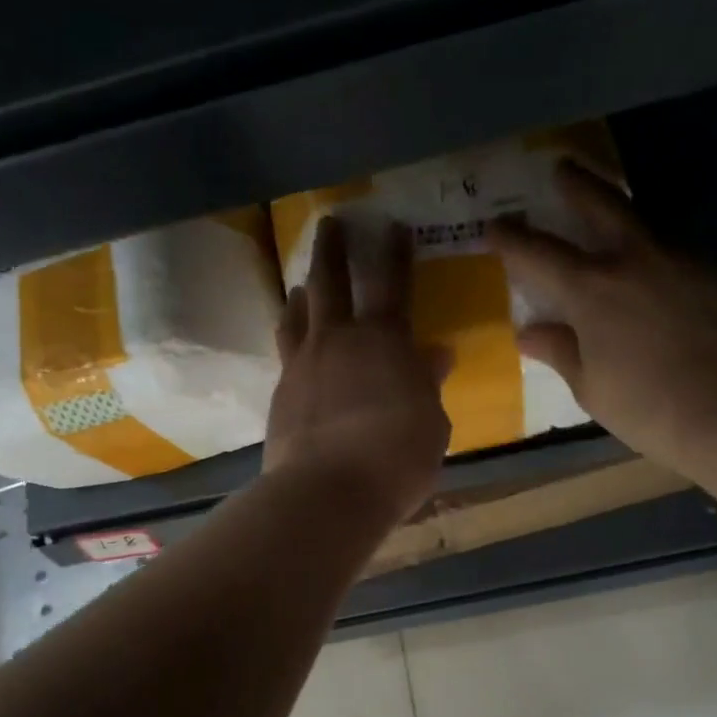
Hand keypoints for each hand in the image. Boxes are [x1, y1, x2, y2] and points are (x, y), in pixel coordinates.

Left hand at [264, 217, 451, 522]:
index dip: (394, 252)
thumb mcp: (431, 423)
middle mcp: (338, 340)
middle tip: (330, 224)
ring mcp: (302, 364)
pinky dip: (291, 336)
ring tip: (301, 284)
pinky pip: (285, 351)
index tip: (393, 225)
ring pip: (298, 313)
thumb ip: (429, 385)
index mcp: (385, 341)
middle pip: (330, 281)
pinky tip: (293, 343)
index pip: (392, 283)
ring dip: (302, 291)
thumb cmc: (396, 459)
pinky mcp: (280, 393)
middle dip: (332, 249)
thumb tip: (436, 354)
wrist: (327, 492)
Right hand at [487, 161, 716, 478]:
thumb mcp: (593, 388)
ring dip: (618, 210)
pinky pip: (671, 251)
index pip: (538, 254)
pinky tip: (650, 269)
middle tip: (561, 168)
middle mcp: (633, 260)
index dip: (511, 238)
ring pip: (641, 222)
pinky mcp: (715, 274)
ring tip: (606, 212)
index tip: (493, 225)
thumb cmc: (653, 407)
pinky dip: (650, 250)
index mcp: (591, 290)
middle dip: (575, 184)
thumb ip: (561, 352)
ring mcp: (680, 261)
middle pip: (600, 205)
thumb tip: (530, 333)